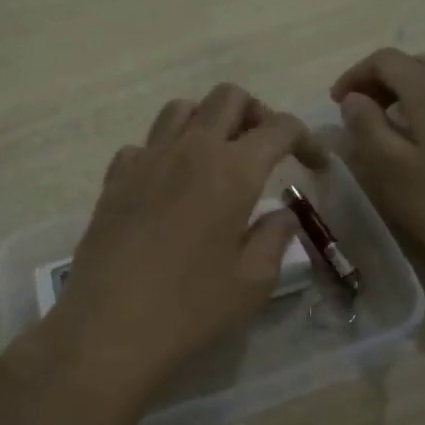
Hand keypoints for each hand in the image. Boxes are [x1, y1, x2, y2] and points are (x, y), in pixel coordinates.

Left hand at [21, 84, 325, 422]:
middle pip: (228, 97)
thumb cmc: (191, 307)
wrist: (109, 326)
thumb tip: (280, 214)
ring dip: (207, 121)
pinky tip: (168, 185)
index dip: (306, 139)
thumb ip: (275, 237)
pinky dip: (164, 151)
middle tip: (265, 149)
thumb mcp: (253, 281)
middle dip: (256, 113)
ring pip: (181, 109)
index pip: (280, 127)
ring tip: (216, 158)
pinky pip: (144, 144)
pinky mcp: (115, 178)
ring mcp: (146, 159)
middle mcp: (189, 149)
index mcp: (232, 170)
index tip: (315, 166)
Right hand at [330, 48, 424, 278]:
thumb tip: (354, 98)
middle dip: (385, 80)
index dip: (356, 74)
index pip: (386, 60)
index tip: (337, 101)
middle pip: (418, 64)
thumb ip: (366, 125)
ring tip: (407, 117)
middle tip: (364, 112)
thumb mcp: (389, 168)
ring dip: (421, 87)